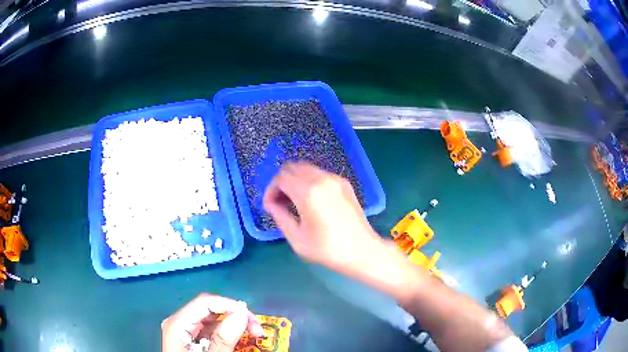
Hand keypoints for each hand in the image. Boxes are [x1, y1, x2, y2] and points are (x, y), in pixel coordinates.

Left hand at [162, 294, 263, 351]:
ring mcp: (186, 330)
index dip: (230, 306)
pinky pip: (212, 330)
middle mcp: (180, 322)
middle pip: (210, 309)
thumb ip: (222, 339)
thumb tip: (241, 314)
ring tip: (253, 334)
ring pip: (213, 319)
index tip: (252, 319)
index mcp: (177, 324)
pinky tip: (238, 340)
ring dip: (234, 324)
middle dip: (235, 315)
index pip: (205, 302)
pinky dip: (228, 333)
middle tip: (256, 330)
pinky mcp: (193, 339)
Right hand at [263, 162, 382, 272]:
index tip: (270, 207)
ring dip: (294, 180)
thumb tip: (271, 204)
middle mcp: (322, 179)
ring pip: (306, 168)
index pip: (281, 178)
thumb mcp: (297, 239)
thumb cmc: (328, 249)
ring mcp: (335, 179)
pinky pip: (319, 174)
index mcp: (309, 193)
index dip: (270, 191)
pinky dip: (308, 181)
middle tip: (279, 202)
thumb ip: (280, 217)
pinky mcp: (344, 183)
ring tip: (293, 202)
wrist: (362, 251)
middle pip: (292, 167)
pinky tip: (310, 200)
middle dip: (281, 183)